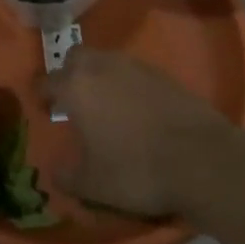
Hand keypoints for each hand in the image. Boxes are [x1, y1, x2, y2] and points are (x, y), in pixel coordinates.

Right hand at [43, 50, 238, 216]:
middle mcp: (101, 66)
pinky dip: (127, 85)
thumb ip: (67, 177)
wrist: (201, 159)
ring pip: (105, 60)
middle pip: (75, 58)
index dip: (42, 96)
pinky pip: (132, 72)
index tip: (44, 109)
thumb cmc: (137, 170)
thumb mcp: (93, 185)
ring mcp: (134, 66)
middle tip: (73, 101)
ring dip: (99, 77)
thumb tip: (55, 172)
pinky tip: (135, 110)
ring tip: (105, 106)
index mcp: (77, 87)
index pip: (47, 81)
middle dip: (69, 74)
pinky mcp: (162, 74)